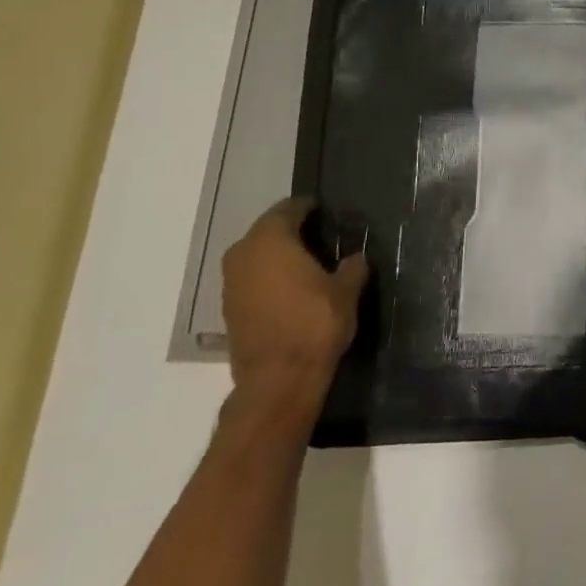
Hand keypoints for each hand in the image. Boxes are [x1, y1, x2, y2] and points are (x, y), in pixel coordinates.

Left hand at [221, 199, 364, 415]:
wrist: (278, 379)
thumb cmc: (315, 324)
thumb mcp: (347, 292)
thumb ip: (352, 268)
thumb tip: (355, 258)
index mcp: (271, 241)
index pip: (288, 209)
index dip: (307, 207)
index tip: (324, 209)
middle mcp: (244, 255)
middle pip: (267, 230)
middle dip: (290, 229)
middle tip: (319, 233)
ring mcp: (231, 283)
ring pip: (256, 255)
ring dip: (277, 254)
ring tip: (307, 260)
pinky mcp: (229, 308)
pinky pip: (251, 278)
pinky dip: (268, 276)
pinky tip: (291, 286)